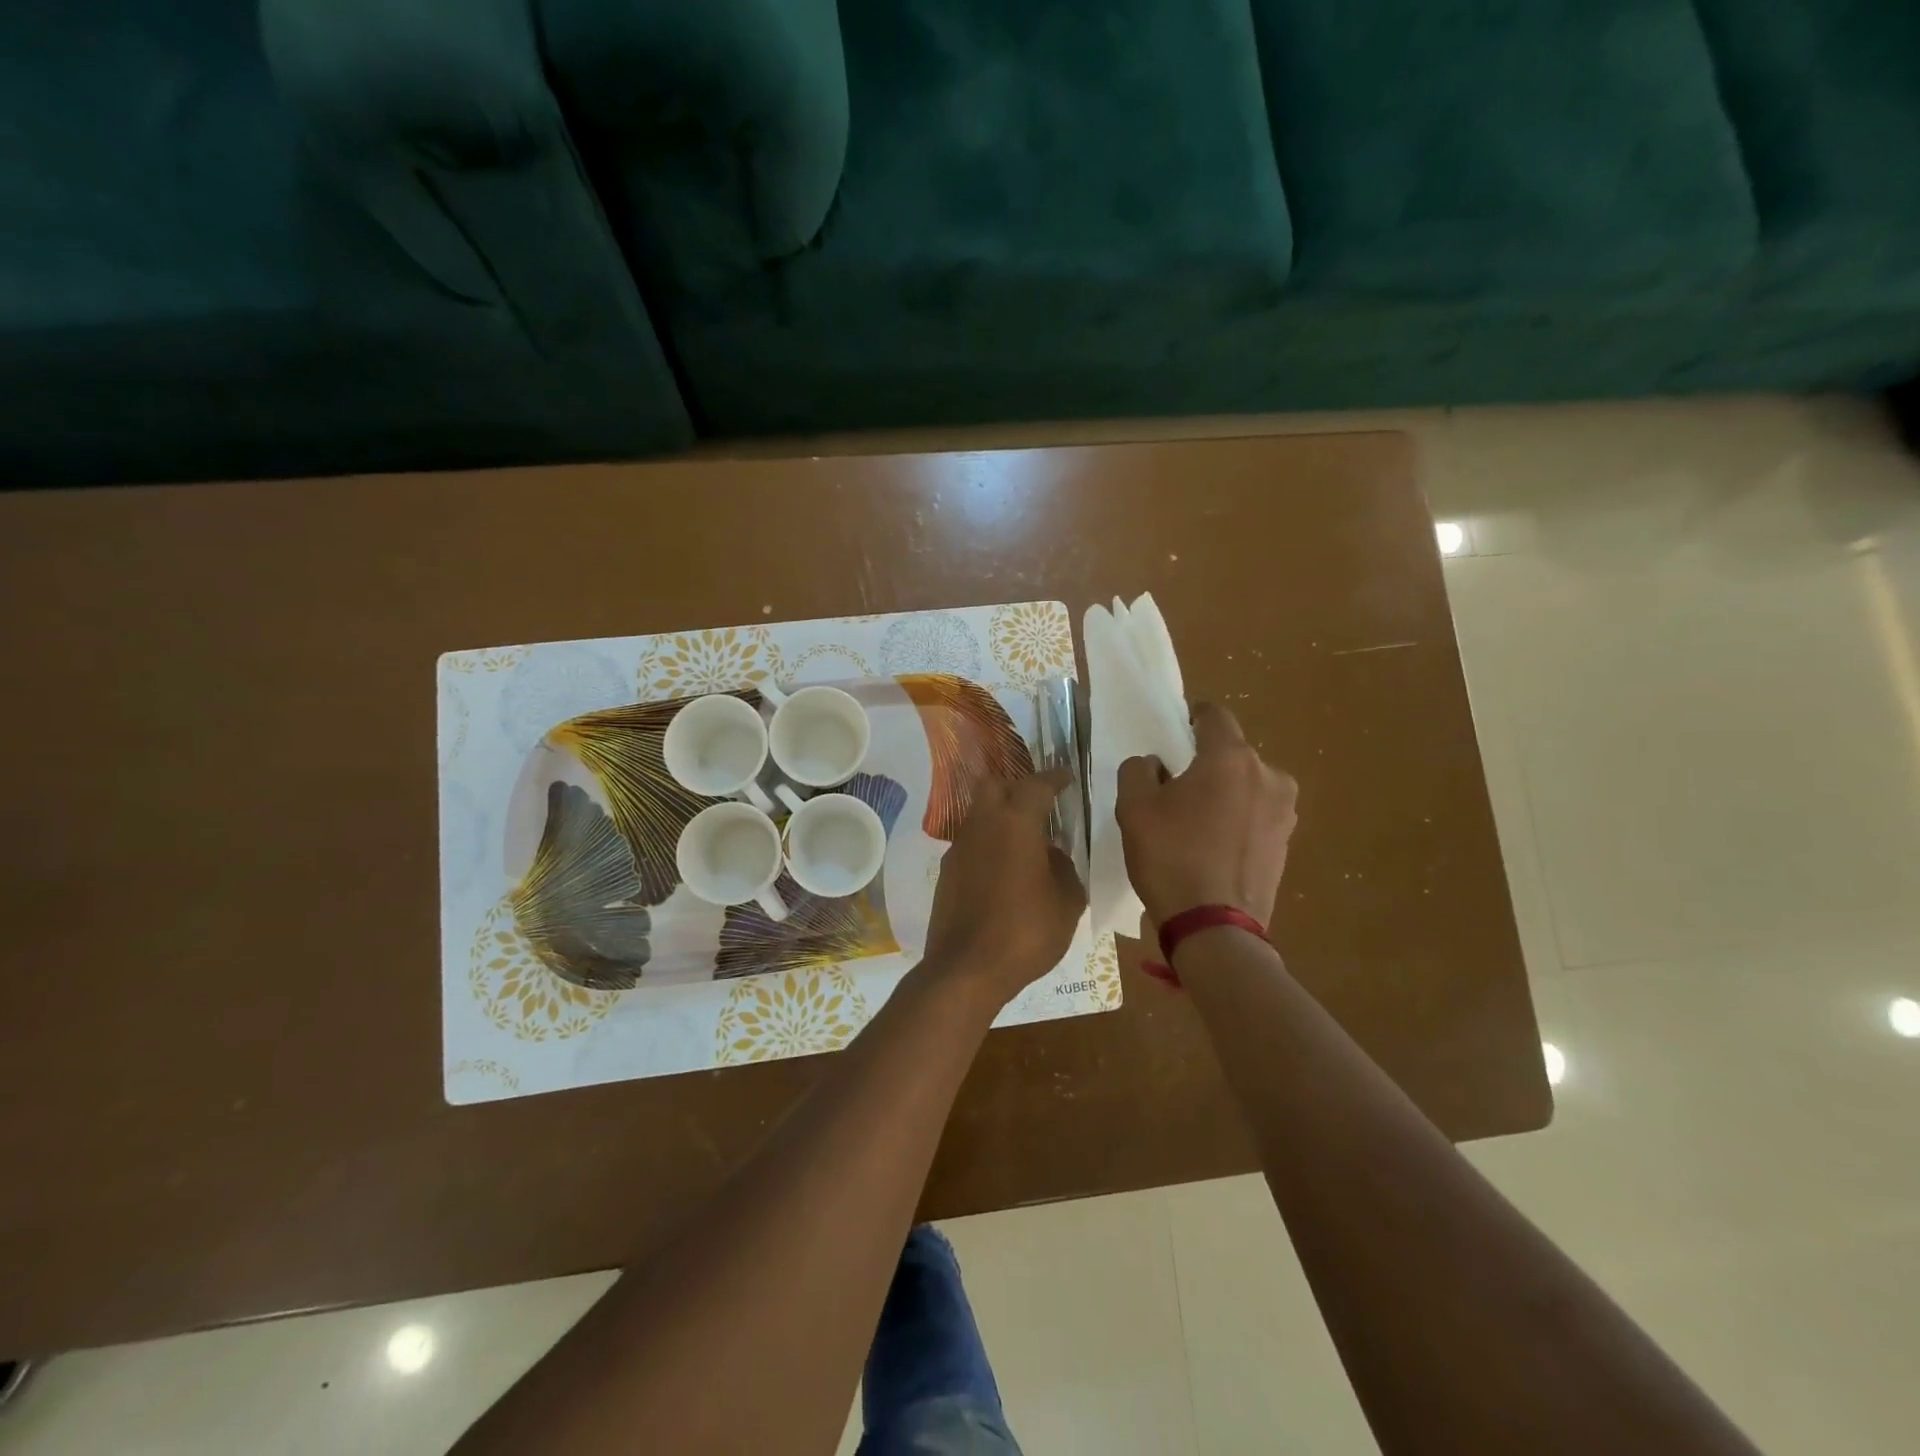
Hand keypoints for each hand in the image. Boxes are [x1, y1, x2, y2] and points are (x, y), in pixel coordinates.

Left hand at [922, 768, 1087, 1005]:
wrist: (966, 969)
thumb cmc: (1025, 932)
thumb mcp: (1067, 903)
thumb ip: (1065, 870)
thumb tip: (1052, 856)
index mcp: (1015, 823)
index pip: (1036, 785)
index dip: (1054, 778)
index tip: (1066, 778)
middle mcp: (982, 825)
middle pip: (994, 785)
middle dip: (1017, 786)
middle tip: (1039, 803)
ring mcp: (959, 848)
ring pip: (979, 813)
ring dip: (1000, 816)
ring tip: (1025, 840)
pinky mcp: (947, 872)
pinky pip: (971, 843)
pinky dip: (988, 844)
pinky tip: (1004, 870)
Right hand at [1116, 702, 1298, 928]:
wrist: (1214, 928)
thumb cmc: (1170, 857)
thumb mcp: (1133, 807)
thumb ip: (1138, 770)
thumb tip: (1156, 765)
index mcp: (1230, 757)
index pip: (1214, 715)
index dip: (1191, 719)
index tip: (1174, 737)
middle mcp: (1268, 775)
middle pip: (1231, 754)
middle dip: (1205, 764)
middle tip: (1176, 791)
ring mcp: (1284, 811)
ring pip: (1246, 786)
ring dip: (1224, 793)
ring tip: (1196, 826)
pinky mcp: (1287, 842)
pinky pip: (1256, 816)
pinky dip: (1237, 821)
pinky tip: (1214, 849)